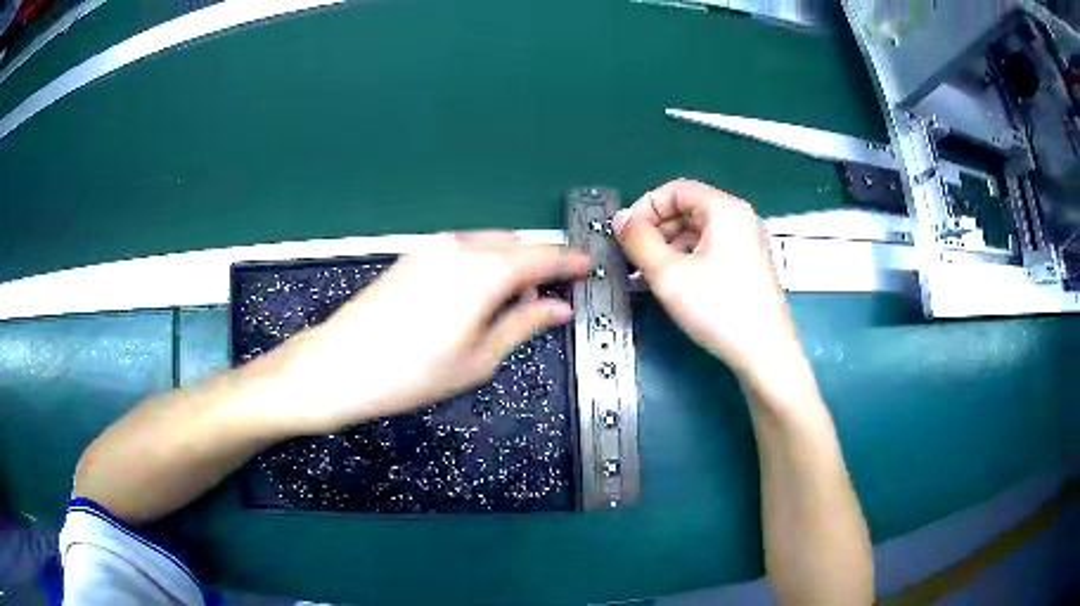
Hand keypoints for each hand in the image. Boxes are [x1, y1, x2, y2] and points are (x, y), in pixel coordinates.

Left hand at [264, 232, 590, 435]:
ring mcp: (433, 247)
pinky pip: (462, 251)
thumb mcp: (479, 358)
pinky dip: (481, 266)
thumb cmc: (414, 372)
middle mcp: (462, 246)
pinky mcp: (413, 255)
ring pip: (488, 245)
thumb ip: (524, 324)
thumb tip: (558, 308)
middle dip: (537, 268)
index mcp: (486, 270)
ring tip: (505, 308)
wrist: (339, 364)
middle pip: (515, 245)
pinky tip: (472, 300)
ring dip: (508, 267)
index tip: (590, 269)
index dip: (571, 262)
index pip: (543, 256)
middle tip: (543, 304)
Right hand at [612, 179, 810, 396]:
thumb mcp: (668, 274)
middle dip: (655, 230)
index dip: (645, 208)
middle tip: (633, 259)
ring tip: (648, 277)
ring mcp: (746, 243)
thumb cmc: (718, 308)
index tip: (625, 235)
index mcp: (724, 209)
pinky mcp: (747, 266)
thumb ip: (639, 241)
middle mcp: (738, 219)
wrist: (764, 354)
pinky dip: (686, 261)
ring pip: (697, 233)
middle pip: (687, 209)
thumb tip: (621, 220)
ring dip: (668, 248)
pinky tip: (672, 285)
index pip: (675, 190)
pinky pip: (709, 251)